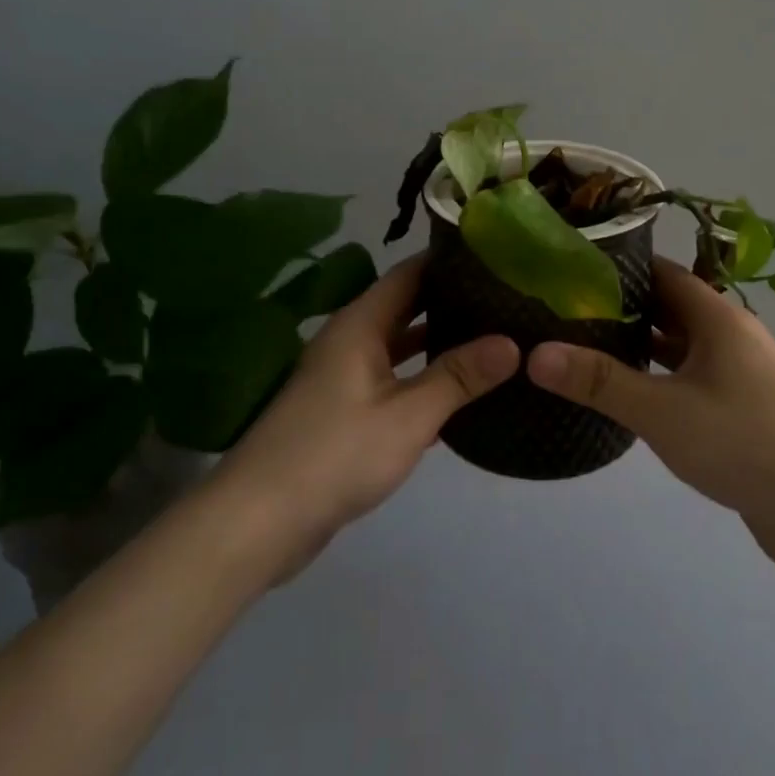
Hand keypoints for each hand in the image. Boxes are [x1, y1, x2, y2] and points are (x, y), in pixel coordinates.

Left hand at [212, 254, 518, 580]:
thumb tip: (513, 343)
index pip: (410, 273)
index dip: (450, 261)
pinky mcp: (346, 412)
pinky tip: (461, 390)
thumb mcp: (408, 415)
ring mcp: (346, 377)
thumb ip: (459, 376)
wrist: (260, 521)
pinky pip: (394, 380)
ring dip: (441, 341)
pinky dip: (424, 378)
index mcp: (360, 325)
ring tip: (494, 335)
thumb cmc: (335, 454)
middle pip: (407, 306)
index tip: (498, 255)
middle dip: (453, 301)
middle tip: (507, 297)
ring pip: (401, 346)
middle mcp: (351, 341)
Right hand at [526, 258, 774, 579]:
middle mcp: (731, 337)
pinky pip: (692, 381)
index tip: (569, 270)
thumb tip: (535, 352)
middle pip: (669, 308)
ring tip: (585, 349)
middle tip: (565, 312)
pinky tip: (629, 397)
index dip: (617, 267)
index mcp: (717, 319)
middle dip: (621, 308)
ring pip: (681, 348)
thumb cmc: (744, 444)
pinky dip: (660, 380)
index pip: (661, 272)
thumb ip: (599, 381)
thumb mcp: (662, 411)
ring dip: (640, 347)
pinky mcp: (743, 411)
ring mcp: (740, 375)